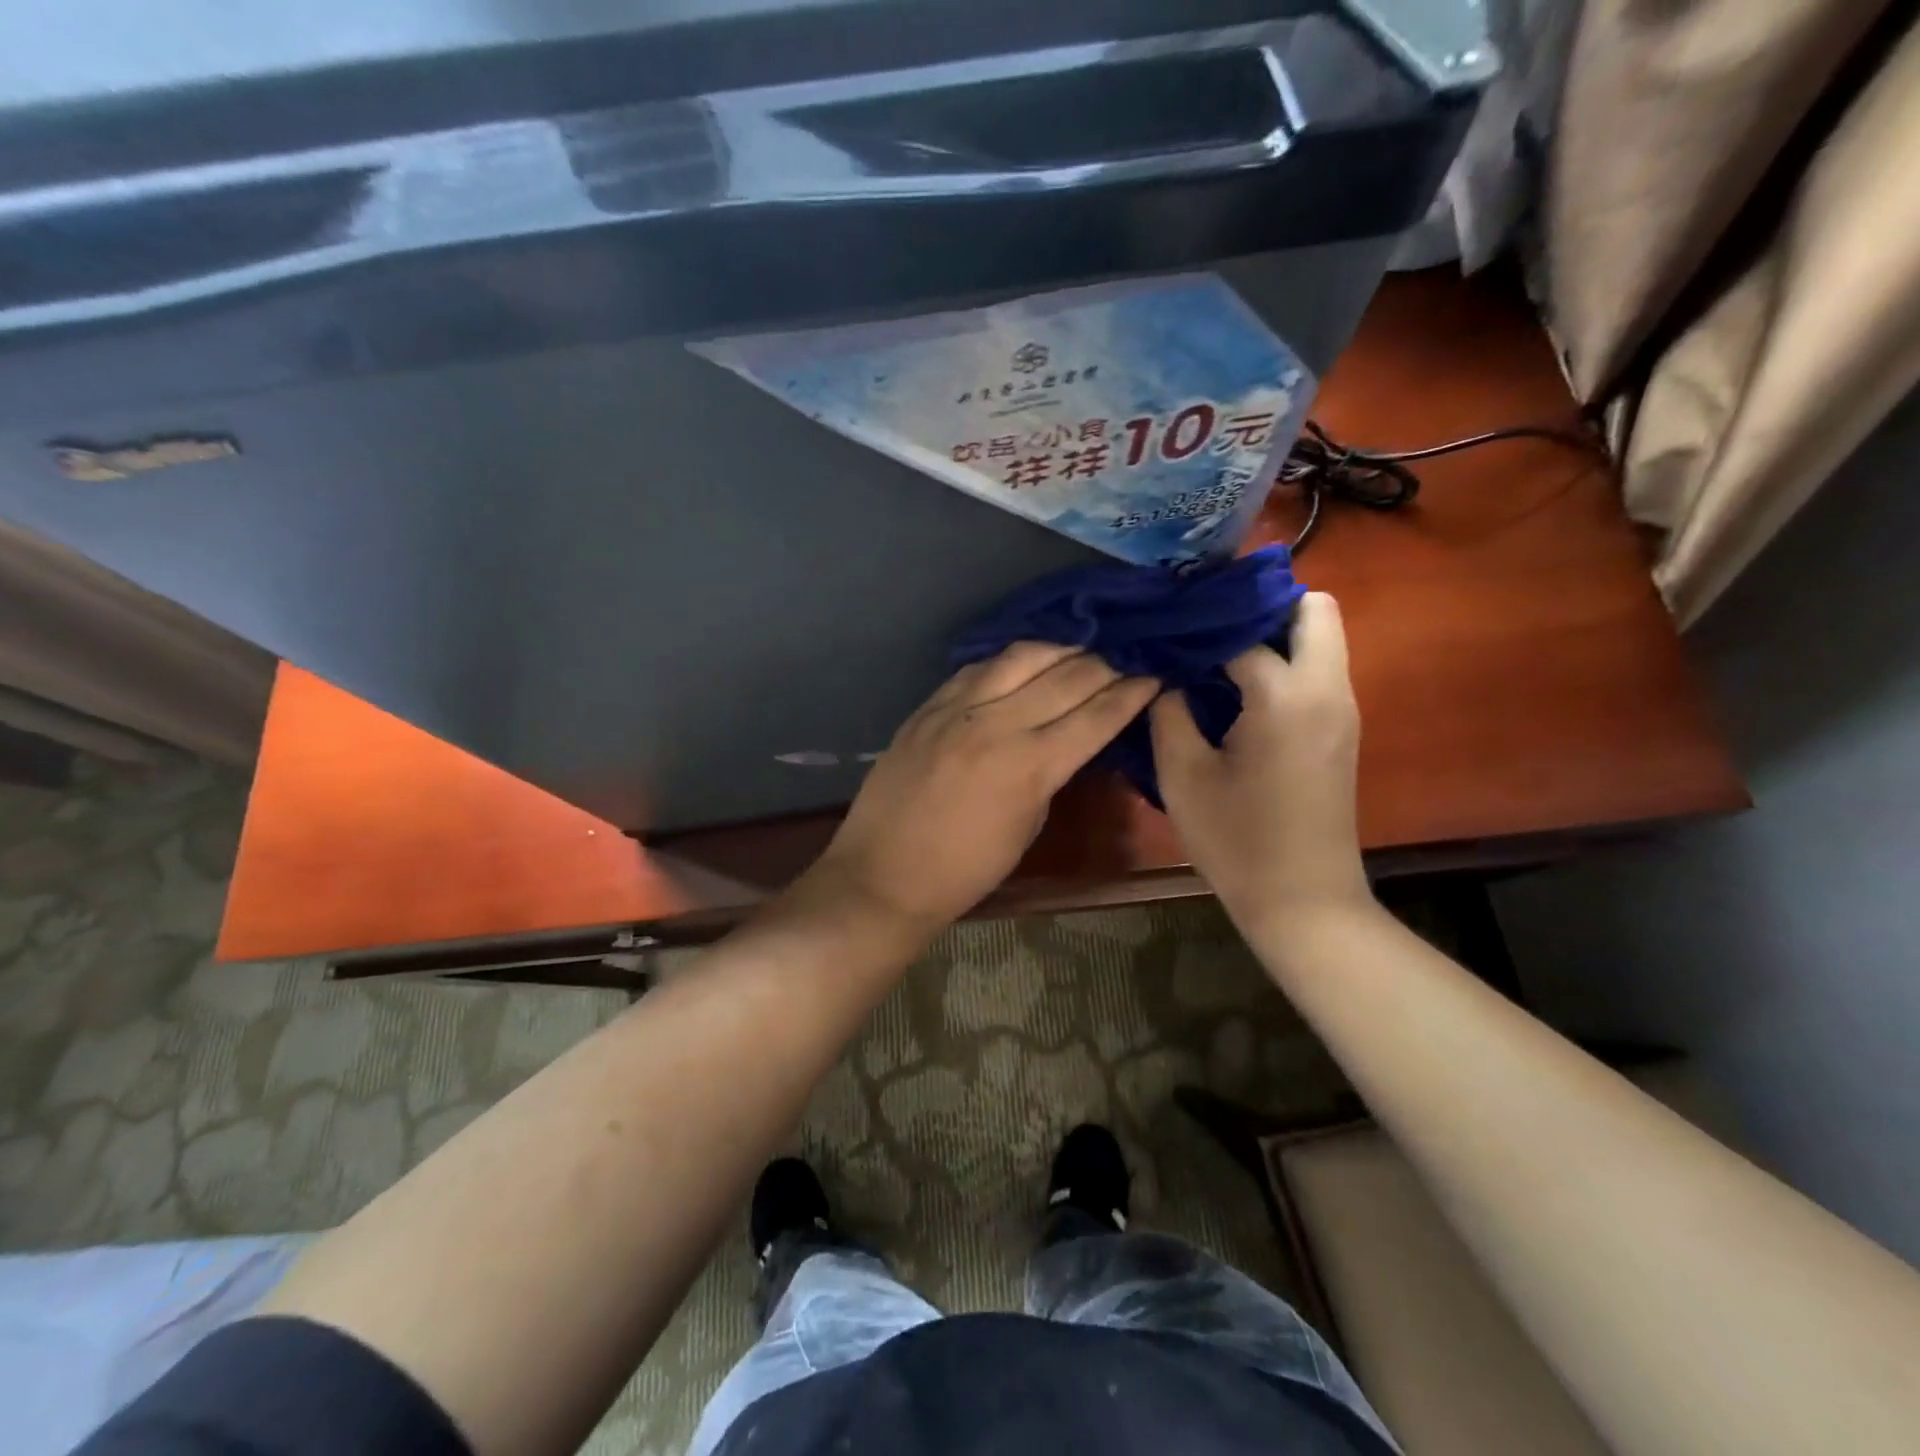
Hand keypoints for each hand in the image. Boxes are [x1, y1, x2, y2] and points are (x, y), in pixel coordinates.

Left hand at [806, 644, 1157, 936]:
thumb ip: (1051, 773)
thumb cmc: (966, 870)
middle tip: (1123, 664)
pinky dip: (1009, 660)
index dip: (1132, 694)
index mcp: (1030, 766)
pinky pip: (977, 667)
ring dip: (1059, 650)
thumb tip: (1070, 738)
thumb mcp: (1027, 825)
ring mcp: (958, 709)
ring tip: (1079, 652)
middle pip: (1066, 677)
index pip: (1096, 716)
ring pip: (1022, 656)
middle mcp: (997, 724)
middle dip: (1105, 666)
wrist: (884, 874)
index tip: (1154, 679)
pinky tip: (1024, 662)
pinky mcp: (928, 705)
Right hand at [1150, 592, 1369, 933]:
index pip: (1244, 629)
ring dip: (1274, 634)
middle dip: (1262, 606)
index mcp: (1285, 696)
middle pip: (1314, 609)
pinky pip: (1319, 670)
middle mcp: (1326, 689)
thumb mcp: (1183, 776)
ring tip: (1215, 656)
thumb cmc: (1237, 841)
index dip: (1202, 625)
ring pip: (1321, 638)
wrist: (1304, 902)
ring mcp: (1342, 710)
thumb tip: (1166, 675)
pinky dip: (1285, 663)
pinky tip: (1239, 691)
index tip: (1168, 624)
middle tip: (1209, 630)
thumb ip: (1169, 712)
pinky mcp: (1342, 730)